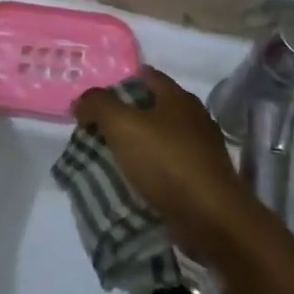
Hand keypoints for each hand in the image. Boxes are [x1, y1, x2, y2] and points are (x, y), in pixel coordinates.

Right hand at [74, 68, 261, 262]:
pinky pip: (167, 167)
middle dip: (123, 117)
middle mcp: (194, 119)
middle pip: (152, 109)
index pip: (147, 77)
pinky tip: (131, 182)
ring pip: (159, 139)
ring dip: (135, 147)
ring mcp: (201, 150)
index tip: (94, 101)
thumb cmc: (166, 162)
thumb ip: (98, 106)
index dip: (119, 83)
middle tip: (94, 131)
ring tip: (106, 159)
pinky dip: (148, 171)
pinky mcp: (201, 179)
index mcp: (179, 98)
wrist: (210, 217)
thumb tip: (82, 101)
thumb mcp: (122, 125)